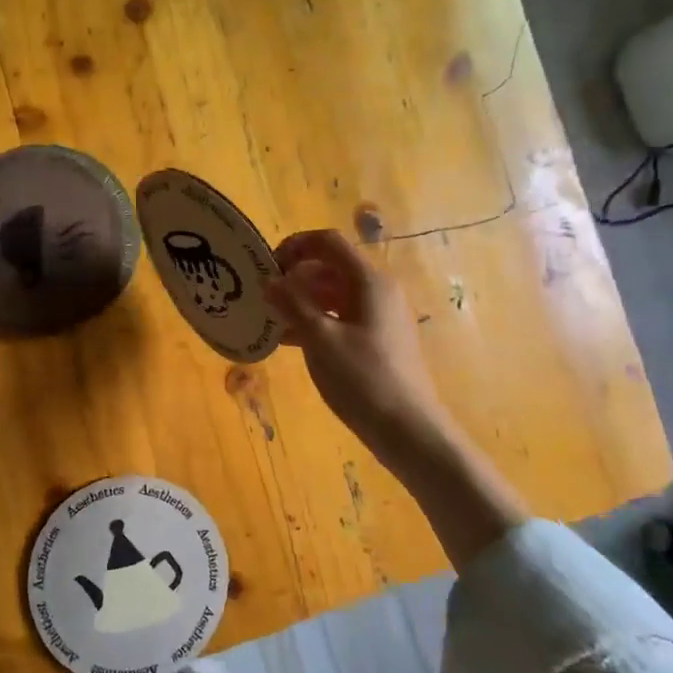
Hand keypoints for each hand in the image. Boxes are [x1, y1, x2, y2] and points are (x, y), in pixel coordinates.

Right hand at [263, 229, 449, 457]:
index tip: (267, 266)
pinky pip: (341, 316)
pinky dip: (316, 320)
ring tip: (271, 319)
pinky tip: (289, 340)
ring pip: (335, 294)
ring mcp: (380, 316)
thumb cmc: (362, 378)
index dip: (295, 245)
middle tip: (264, 295)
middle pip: (331, 266)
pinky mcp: (378, 339)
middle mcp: (378, 291)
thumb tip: (269, 280)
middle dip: (295, 275)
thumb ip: (292, 304)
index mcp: (369, 281)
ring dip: (302, 300)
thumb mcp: (320, 339)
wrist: (408, 430)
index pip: (329, 242)